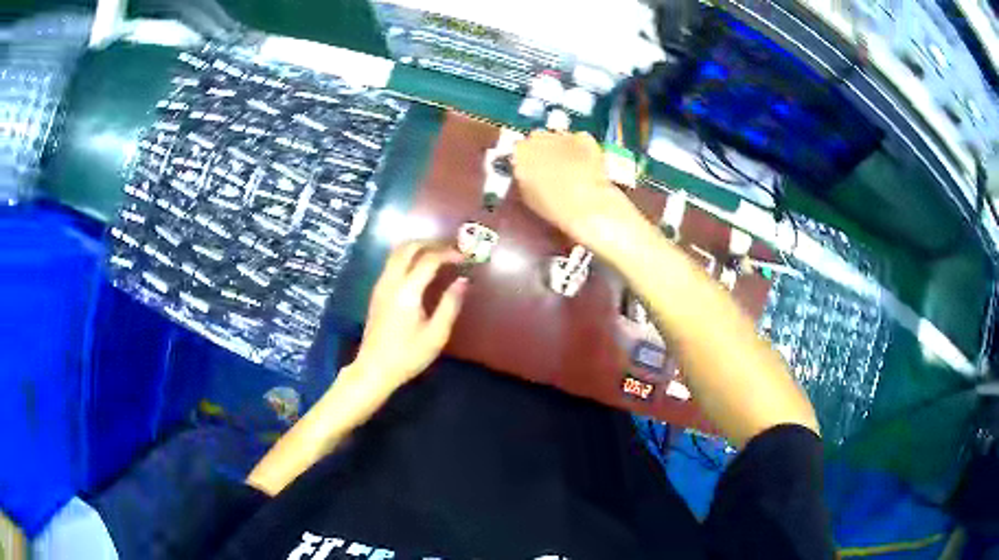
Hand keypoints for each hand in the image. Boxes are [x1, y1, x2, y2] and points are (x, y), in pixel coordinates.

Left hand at [351, 241, 467, 393]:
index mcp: (407, 291)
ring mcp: (381, 285)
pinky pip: (392, 263)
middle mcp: (391, 281)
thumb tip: (463, 280)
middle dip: (431, 243)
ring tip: (438, 255)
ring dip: (418, 248)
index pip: (429, 259)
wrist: (374, 369)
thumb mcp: (436, 334)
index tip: (465, 257)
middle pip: (408, 247)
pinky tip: (421, 268)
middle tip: (451, 249)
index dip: (449, 253)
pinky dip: (408, 257)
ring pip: (397, 252)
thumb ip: (450, 304)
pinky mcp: (377, 292)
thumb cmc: (408, 355)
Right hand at [513, 131, 635, 246]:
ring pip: (560, 138)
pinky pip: (580, 140)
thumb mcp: (527, 196)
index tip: (533, 168)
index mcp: (520, 152)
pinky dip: (582, 150)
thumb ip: (523, 177)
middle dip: (544, 151)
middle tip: (554, 168)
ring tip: (572, 168)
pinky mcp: (584, 137)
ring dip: (563, 149)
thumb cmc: (554, 206)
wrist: (586, 206)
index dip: (528, 159)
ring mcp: (562, 135)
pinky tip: (586, 166)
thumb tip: (526, 172)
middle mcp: (539, 137)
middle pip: (539, 139)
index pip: (520, 148)